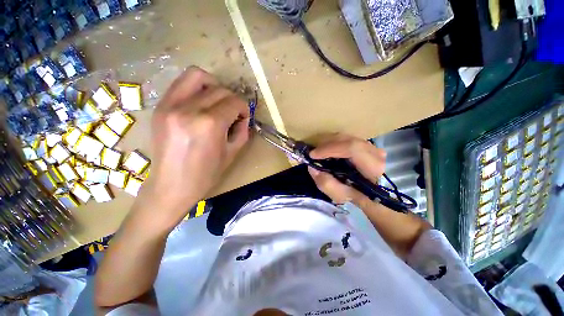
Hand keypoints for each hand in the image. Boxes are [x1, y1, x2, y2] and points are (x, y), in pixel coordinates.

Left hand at [138, 67, 249, 226]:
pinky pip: (181, 84)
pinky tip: (201, 103)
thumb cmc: (205, 174)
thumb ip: (242, 130)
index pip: (234, 102)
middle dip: (232, 100)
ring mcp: (170, 105)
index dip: (244, 108)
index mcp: (209, 124)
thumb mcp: (232, 153)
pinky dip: (196, 88)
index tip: (244, 117)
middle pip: (219, 89)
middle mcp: (189, 109)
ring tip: (217, 101)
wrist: (171, 186)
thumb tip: (243, 117)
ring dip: (213, 85)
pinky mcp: (160, 107)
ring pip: (197, 76)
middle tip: (233, 113)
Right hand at [307, 134, 385, 205]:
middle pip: (347, 139)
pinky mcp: (365, 144)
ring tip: (319, 152)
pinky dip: (334, 143)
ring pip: (346, 137)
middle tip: (314, 153)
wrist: (370, 192)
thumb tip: (312, 167)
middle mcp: (375, 152)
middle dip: (326, 144)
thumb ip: (325, 183)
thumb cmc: (355, 195)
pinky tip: (328, 150)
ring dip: (329, 143)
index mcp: (372, 167)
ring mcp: (371, 146)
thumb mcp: (339, 195)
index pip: (352, 148)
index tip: (313, 155)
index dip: (330, 149)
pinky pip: (346, 138)